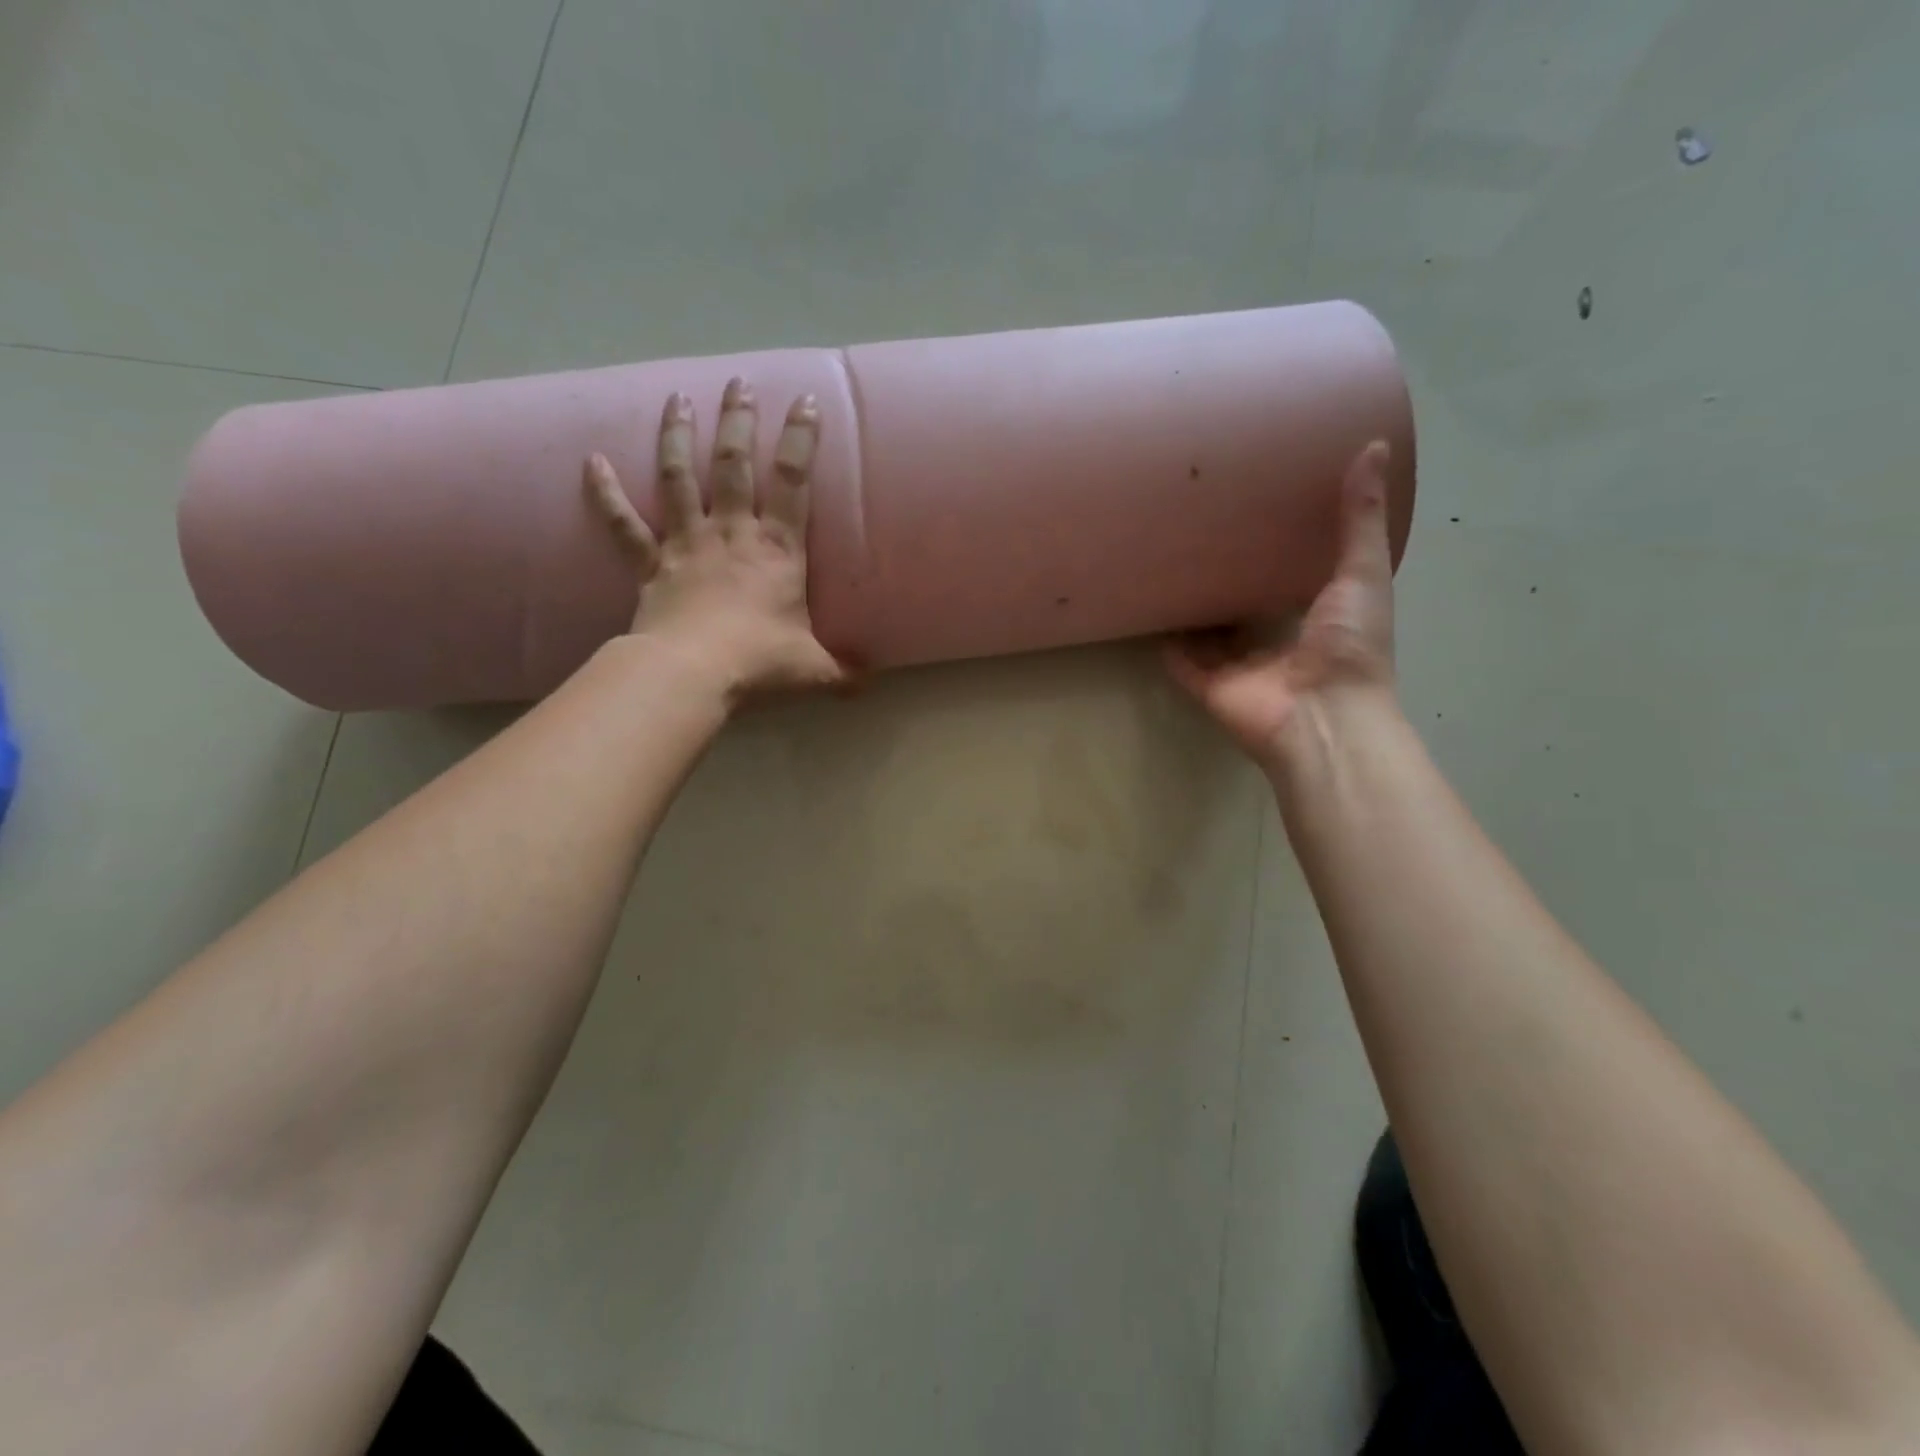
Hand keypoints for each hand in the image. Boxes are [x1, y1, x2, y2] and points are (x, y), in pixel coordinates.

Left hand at [585, 377, 843, 699]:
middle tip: (738, 383)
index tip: (805, 399)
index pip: (793, 481)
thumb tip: (869, 683)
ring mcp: (686, 544)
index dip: (801, 438)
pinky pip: (622, 523)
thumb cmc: (758, 662)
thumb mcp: (814, 670)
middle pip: (734, 465)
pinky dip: (606, 493)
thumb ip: (842, 672)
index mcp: (777, 549)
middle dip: (737, 421)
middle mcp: (732, 533)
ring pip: (679, 478)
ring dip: (678, 436)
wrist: (691, 673)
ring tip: (678, 398)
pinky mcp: (649, 564)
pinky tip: (592, 461)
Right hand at [1165, 441, 1397, 769]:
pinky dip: (1166, 642)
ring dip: (1196, 609)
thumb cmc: (1351, 647)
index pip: (1295, 580)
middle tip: (1205, 535)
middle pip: (1248, 607)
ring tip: (1171, 566)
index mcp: (1320, 619)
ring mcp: (1240, 667)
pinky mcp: (1207, 685)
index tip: (1260, 513)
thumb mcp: (1364, 573)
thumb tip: (1373, 445)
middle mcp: (1277, 643)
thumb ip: (1361, 519)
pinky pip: (1181, 660)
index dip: (1280, 550)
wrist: (1320, 716)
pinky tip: (1149, 610)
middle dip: (1230, 579)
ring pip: (1211, 634)